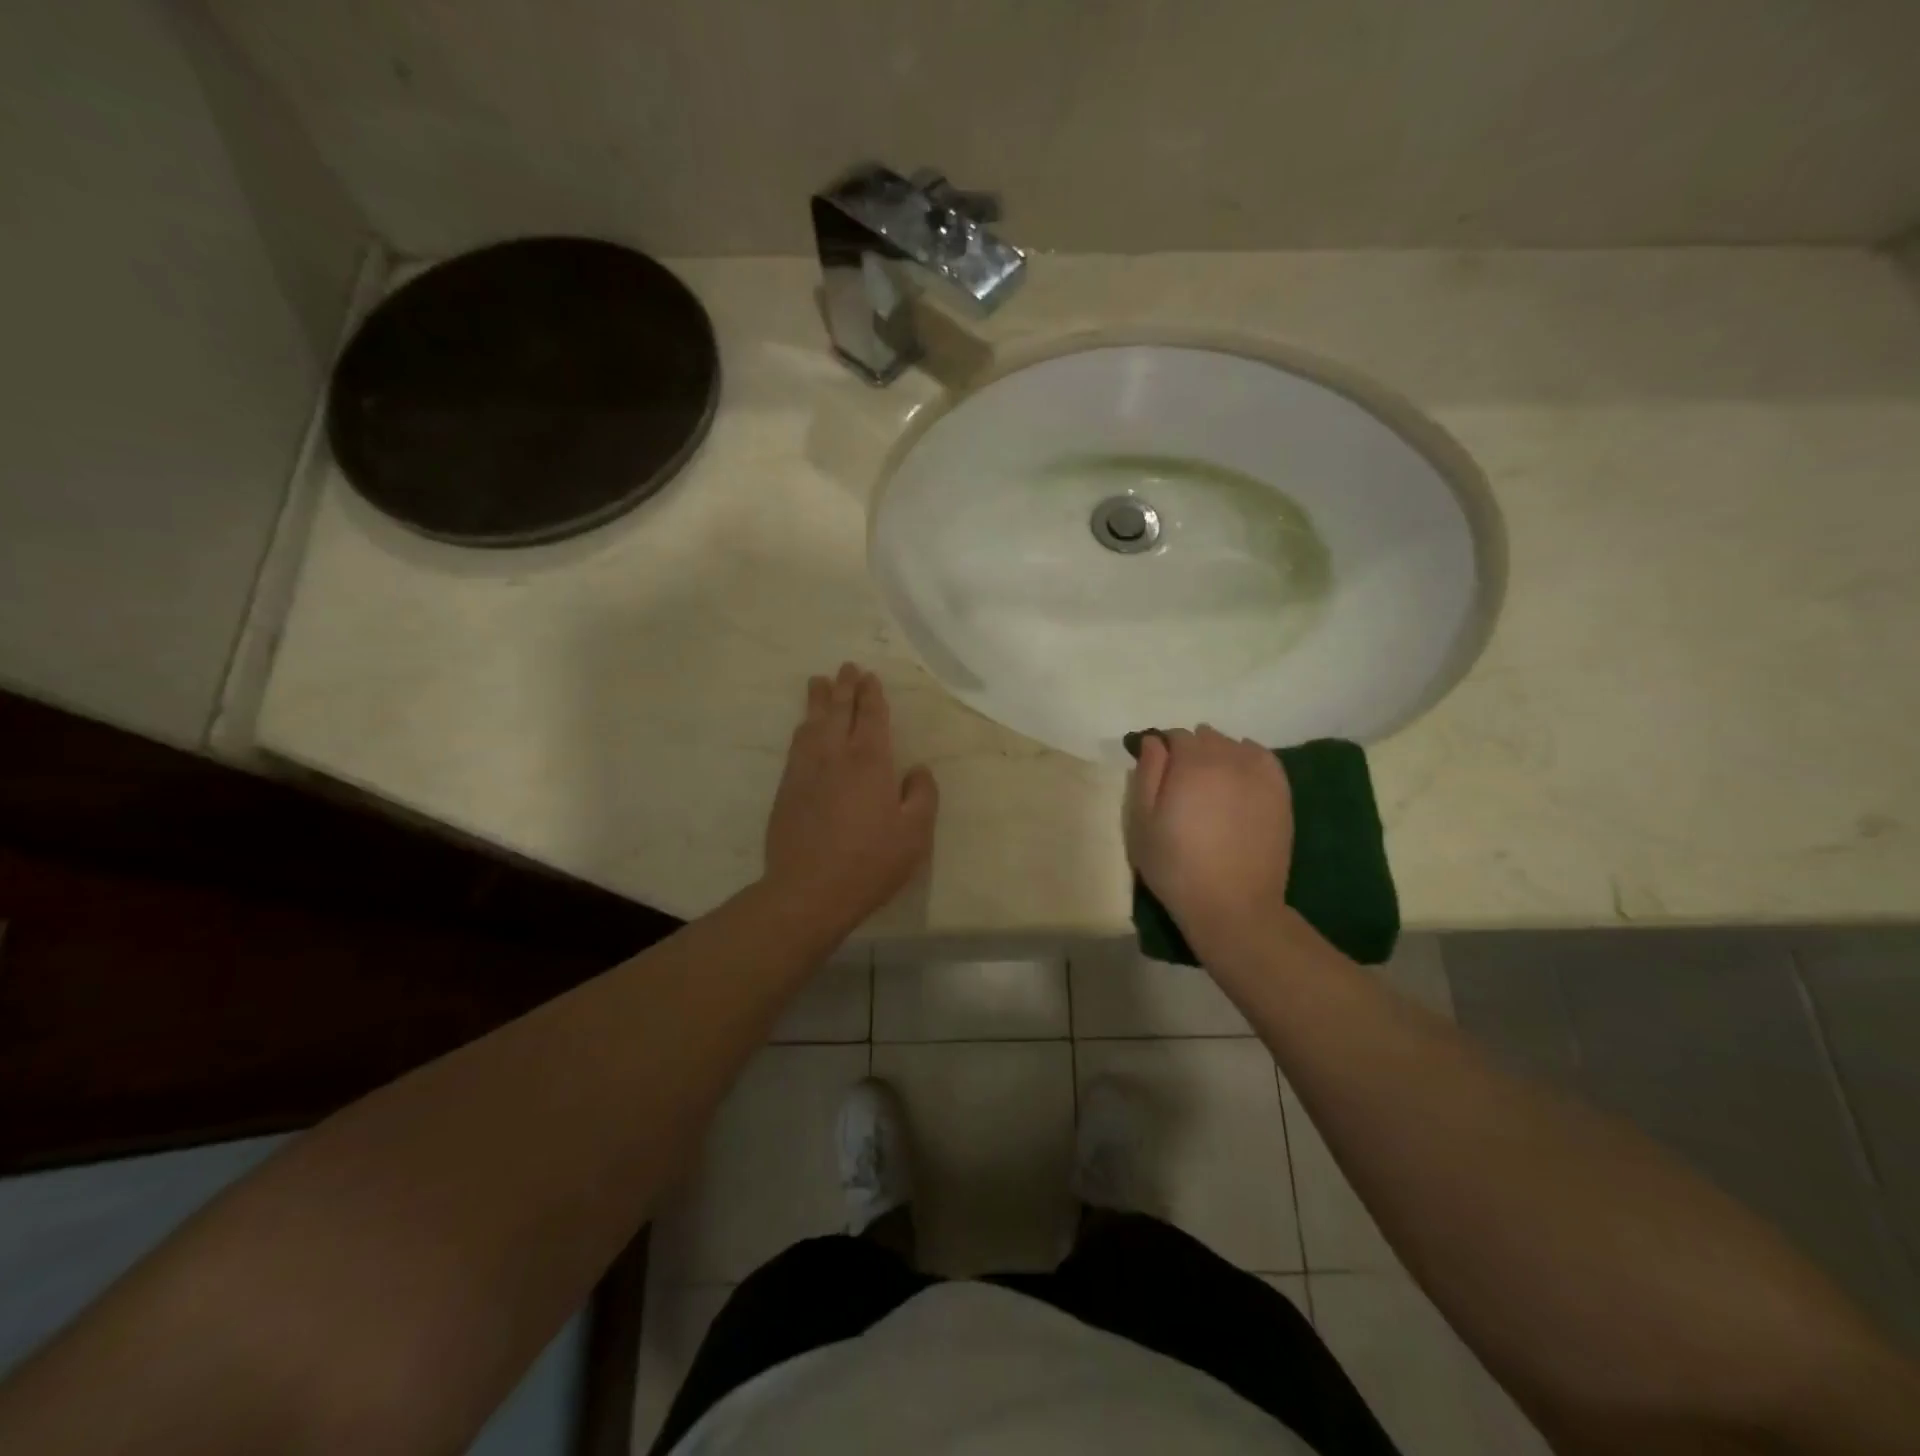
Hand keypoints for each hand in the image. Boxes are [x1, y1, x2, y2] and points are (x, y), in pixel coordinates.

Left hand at [764, 663, 938, 930]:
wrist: (809, 891)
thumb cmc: (870, 862)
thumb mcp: (915, 834)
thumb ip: (922, 796)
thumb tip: (918, 771)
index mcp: (870, 762)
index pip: (871, 717)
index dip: (872, 696)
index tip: (870, 677)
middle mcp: (835, 756)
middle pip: (839, 712)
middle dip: (844, 687)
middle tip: (846, 667)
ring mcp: (806, 771)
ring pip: (812, 724)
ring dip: (818, 701)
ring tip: (819, 683)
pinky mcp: (786, 790)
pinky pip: (795, 746)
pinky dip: (802, 728)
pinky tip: (803, 728)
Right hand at [1126, 727, 1294, 948]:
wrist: (1232, 905)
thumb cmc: (1176, 866)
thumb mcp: (1142, 822)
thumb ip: (1147, 774)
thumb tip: (1154, 741)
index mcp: (1191, 763)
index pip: (1174, 736)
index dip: (1161, 750)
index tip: (1156, 770)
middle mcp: (1228, 759)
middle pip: (1206, 737)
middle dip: (1190, 750)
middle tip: (1180, 781)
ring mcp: (1260, 775)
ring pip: (1234, 746)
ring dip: (1218, 753)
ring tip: (1209, 782)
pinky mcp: (1280, 793)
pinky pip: (1263, 758)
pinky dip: (1248, 757)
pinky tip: (1239, 774)